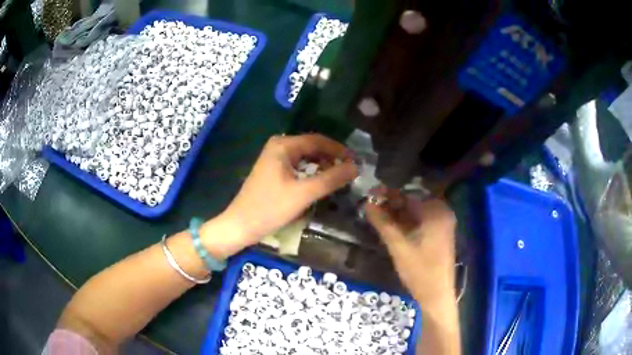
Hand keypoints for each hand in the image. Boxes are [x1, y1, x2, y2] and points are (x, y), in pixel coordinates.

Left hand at [211, 134, 357, 249]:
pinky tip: (321, 182)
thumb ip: (331, 179)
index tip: (356, 161)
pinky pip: (298, 166)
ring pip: (306, 157)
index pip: (318, 140)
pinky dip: (311, 172)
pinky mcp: (273, 171)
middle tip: (350, 171)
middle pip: (312, 147)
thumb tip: (355, 167)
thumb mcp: (304, 193)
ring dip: (322, 165)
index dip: (339, 149)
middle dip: (332, 157)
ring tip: (339, 177)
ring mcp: (274, 159)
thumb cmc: (270, 208)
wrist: (241, 225)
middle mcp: (278, 146)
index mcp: (283, 145)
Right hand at [365, 187, 456, 306]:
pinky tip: (393, 227)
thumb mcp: (398, 246)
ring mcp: (443, 224)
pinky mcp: (440, 234)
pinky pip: (422, 222)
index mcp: (436, 212)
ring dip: (398, 214)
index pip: (408, 196)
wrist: (437, 294)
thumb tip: (367, 203)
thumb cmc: (419, 270)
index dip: (388, 195)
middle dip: (392, 205)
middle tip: (372, 207)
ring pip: (416, 213)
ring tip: (378, 217)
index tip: (371, 195)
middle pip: (413, 203)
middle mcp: (443, 213)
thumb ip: (383, 223)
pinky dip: (407, 223)